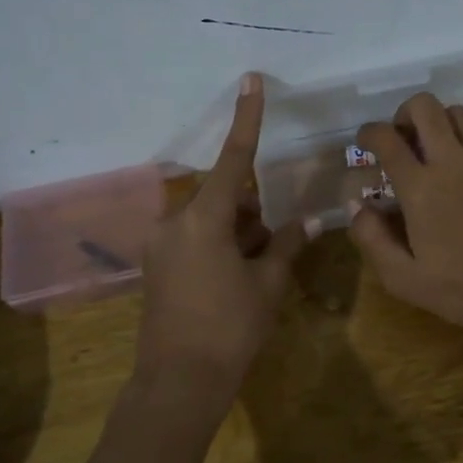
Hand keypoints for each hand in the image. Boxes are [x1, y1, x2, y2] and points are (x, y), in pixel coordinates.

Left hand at [136, 73, 314, 394]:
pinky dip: (218, 247)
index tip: (249, 80)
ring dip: (237, 232)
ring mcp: (160, 245)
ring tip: (255, 272)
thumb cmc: (230, 328)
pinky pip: (193, 239)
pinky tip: (233, 281)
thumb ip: (286, 245)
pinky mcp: (156, 266)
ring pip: (210, 220)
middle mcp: (175, 222)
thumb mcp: (267, 283)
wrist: (179, 382)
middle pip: (224, 197)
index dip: (246, 118)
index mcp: (204, 218)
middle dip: (251, 212)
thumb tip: (306, 220)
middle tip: (272, 247)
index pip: (233, 158)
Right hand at [349, 94, 462, 336]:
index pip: (386, 138)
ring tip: (437, 148)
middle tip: (402, 138)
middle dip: (404, 114)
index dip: (369, 133)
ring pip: (457, 112)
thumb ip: (372, 239)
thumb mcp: (405, 278)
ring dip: (439, 123)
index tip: (366, 142)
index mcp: (421, 187)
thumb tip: (357, 205)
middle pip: (424, 106)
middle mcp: (453, 159)